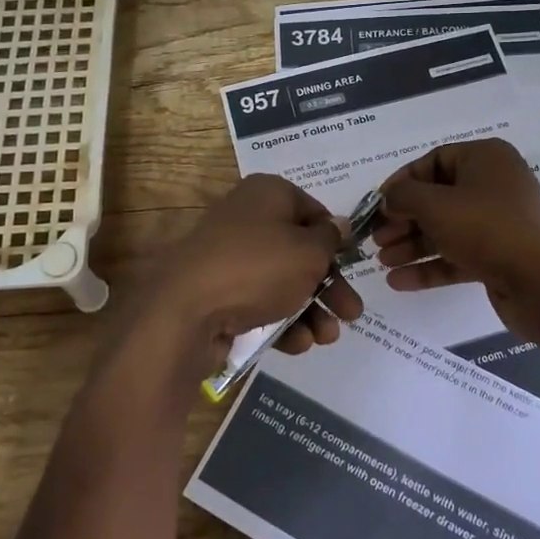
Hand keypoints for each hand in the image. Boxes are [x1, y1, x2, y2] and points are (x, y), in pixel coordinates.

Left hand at [116, 175, 363, 396]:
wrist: (186, 311)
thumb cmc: (258, 267)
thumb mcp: (309, 251)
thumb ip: (330, 239)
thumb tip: (338, 225)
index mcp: (267, 194)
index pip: (313, 210)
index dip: (335, 239)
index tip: (353, 265)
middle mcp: (247, 219)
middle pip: (300, 251)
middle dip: (330, 285)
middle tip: (352, 313)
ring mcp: (230, 257)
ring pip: (283, 281)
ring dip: (311, 310)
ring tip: (328, 337)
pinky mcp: (219, 293)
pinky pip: (259, 303)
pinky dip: (282, 321)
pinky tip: (298, 344)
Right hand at [374, 139, 539, 339]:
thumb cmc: (485, 228)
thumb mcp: (435, 206)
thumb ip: (403, 196)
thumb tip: (389, 198)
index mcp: (486, 159)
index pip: (433, 161)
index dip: (401, 182)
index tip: (378, 205)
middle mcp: (494, 184)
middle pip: (437, 198)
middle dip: (403, 219)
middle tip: (376, 238)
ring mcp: (498, 221)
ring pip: (445, 228)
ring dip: (412, 244)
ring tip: (382, 261)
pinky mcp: (498, 255)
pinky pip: (457, 254)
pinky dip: (430, 265)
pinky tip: (399, 281)